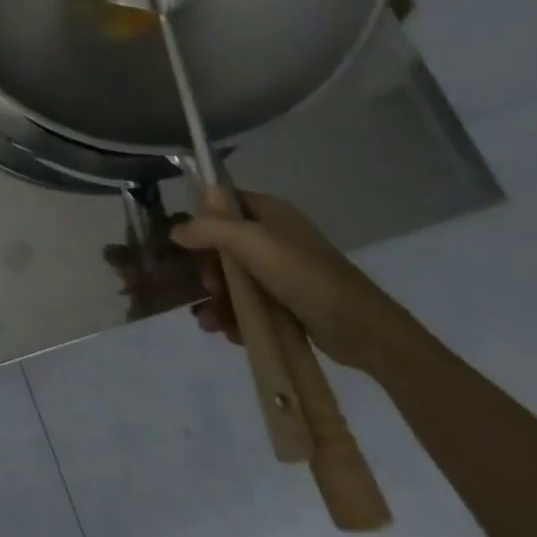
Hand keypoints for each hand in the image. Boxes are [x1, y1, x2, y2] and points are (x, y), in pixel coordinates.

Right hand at [170, 190, 416, 373]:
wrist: (361, 329)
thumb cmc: (304, 274)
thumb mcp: (250, 242)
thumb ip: (209, 229)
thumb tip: (176, 230)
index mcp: (270, 212)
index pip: (224, 203)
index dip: (202, 218)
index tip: (185, 242)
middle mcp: (274, 237)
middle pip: (223, 246)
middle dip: (210, 270)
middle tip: (209, 287)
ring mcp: (281, 272)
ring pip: (234, 279)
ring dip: (217, 300)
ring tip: (210, 323)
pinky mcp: (286, 303)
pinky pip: (249, 304)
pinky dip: (235, 317)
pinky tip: (229, 333)